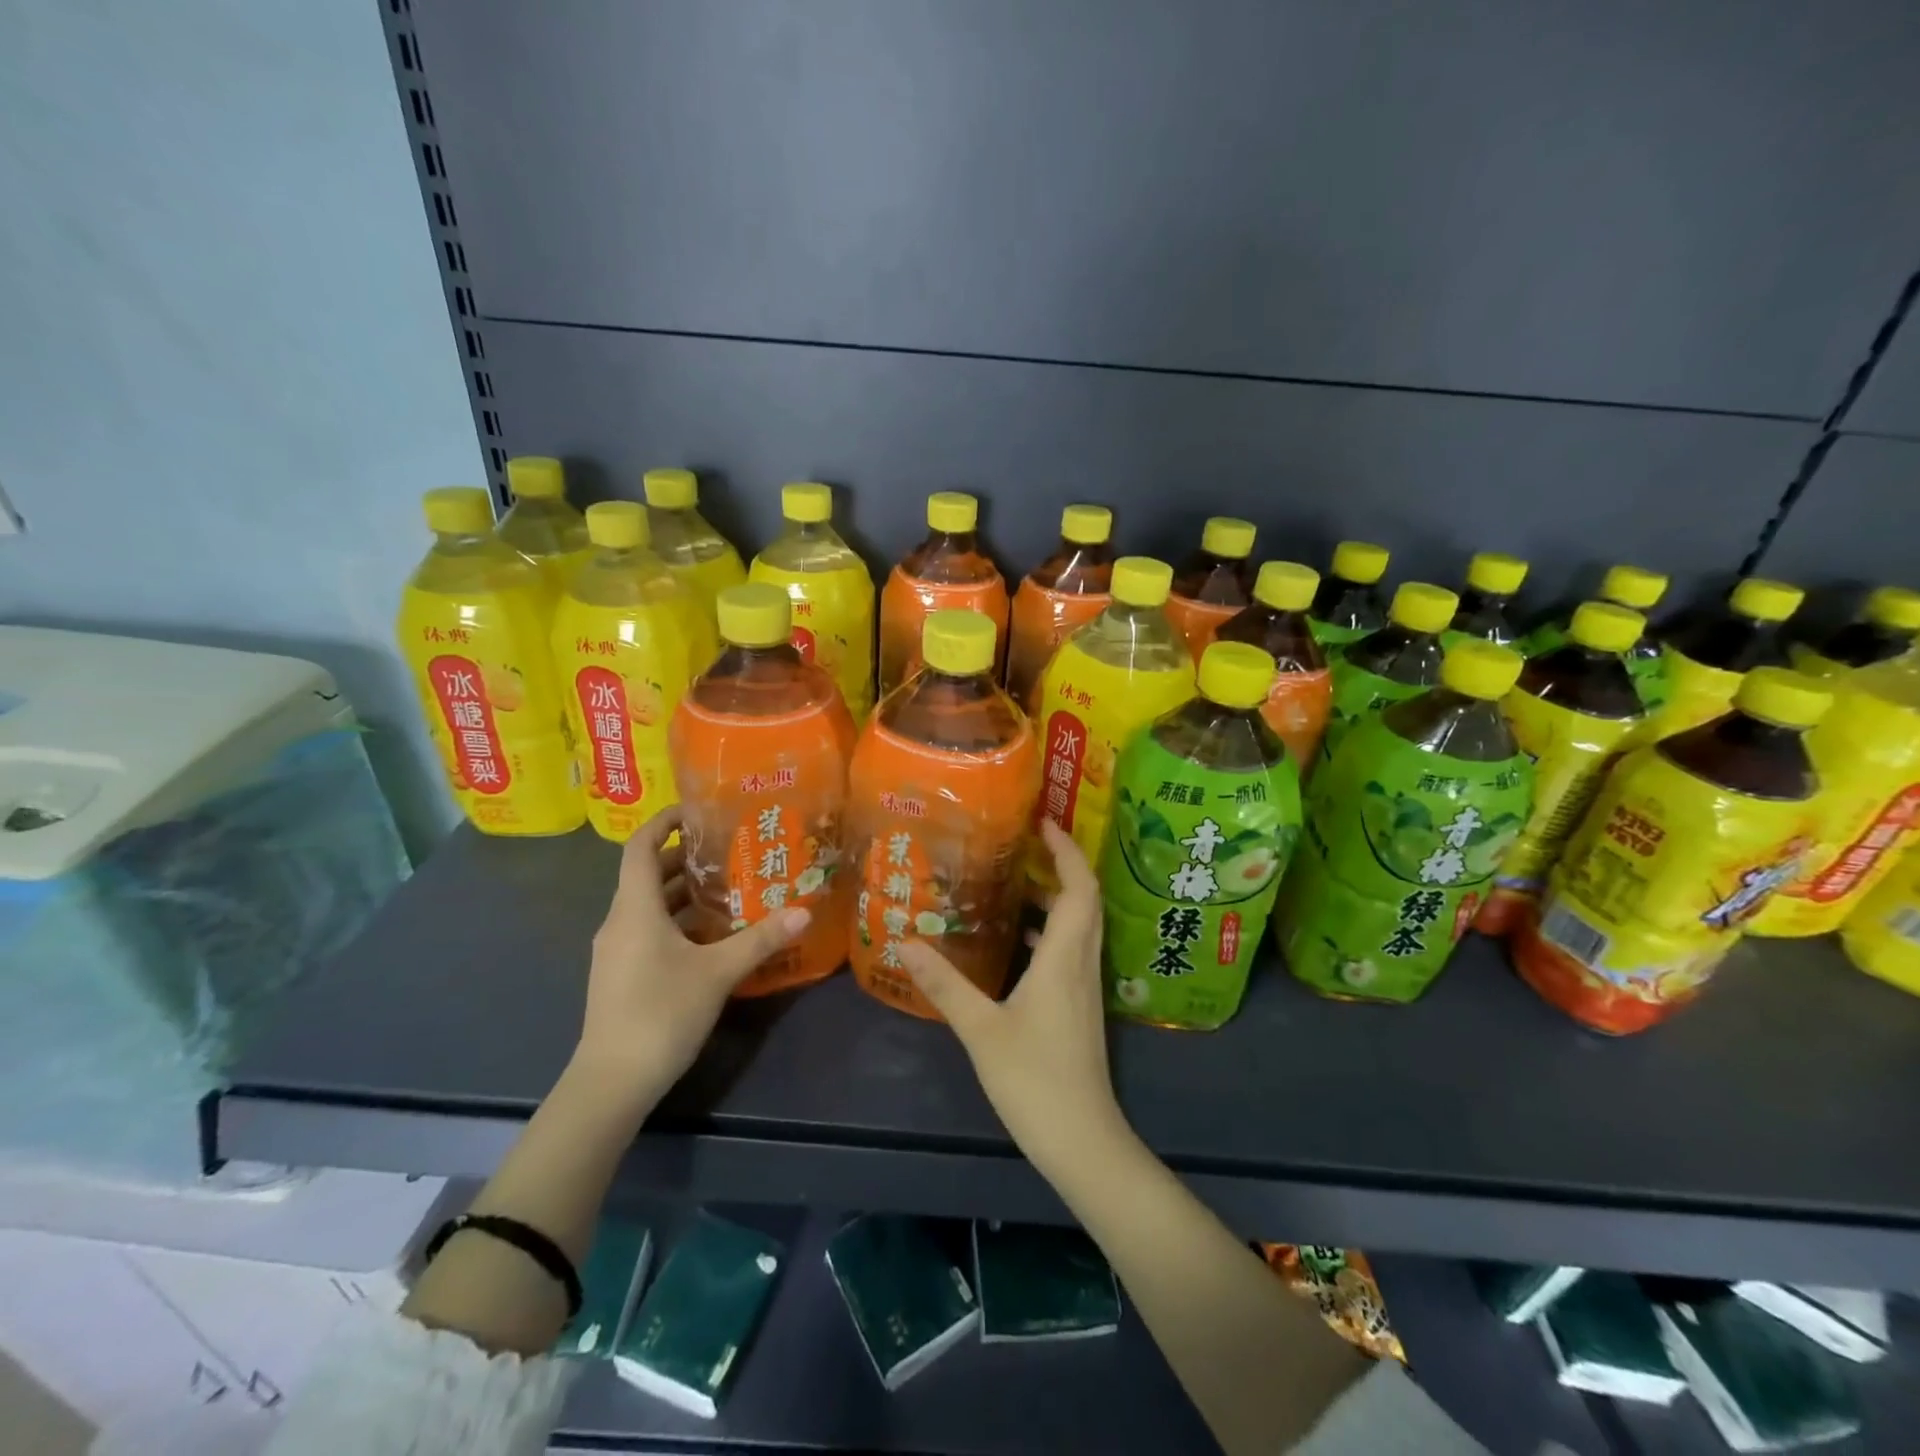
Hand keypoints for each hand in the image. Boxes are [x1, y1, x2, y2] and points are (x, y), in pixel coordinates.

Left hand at [576, 809, 809, 1102]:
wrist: (611, 1083)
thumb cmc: (661, 1013)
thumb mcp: (718, 972)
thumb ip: (760, 939)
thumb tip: (804, 910)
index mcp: (634, 909)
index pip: (639, 847)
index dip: (662, 822)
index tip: (695, 811)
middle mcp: (618, 923)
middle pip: (646, 875)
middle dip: (683, 858)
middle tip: (727, 849)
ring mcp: (616, 952)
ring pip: (648, 906)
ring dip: (681, 893)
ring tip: (726, 886)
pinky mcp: (620, 975)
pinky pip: (647, 931)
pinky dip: (675, 921)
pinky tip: (710, 936)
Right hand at [899, 820, 1130, 1178]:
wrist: (1083, 1141)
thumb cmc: (1035, 1080)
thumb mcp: (981, 1029)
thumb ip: (945, 985)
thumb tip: (906, 941)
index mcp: (1065, 958)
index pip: (1080, 888)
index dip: (1067, 851)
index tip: (1044, 823)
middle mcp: (1082, 963)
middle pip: (1086, 900)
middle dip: (1062, 865)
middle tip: (1025, 844)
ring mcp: (1084, 987)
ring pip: (1080, 926)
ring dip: (1056, 898)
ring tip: (1014, 883)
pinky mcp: (1079, 1007)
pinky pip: (1070, 951)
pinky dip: (1050, 932)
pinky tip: (1018, 941)